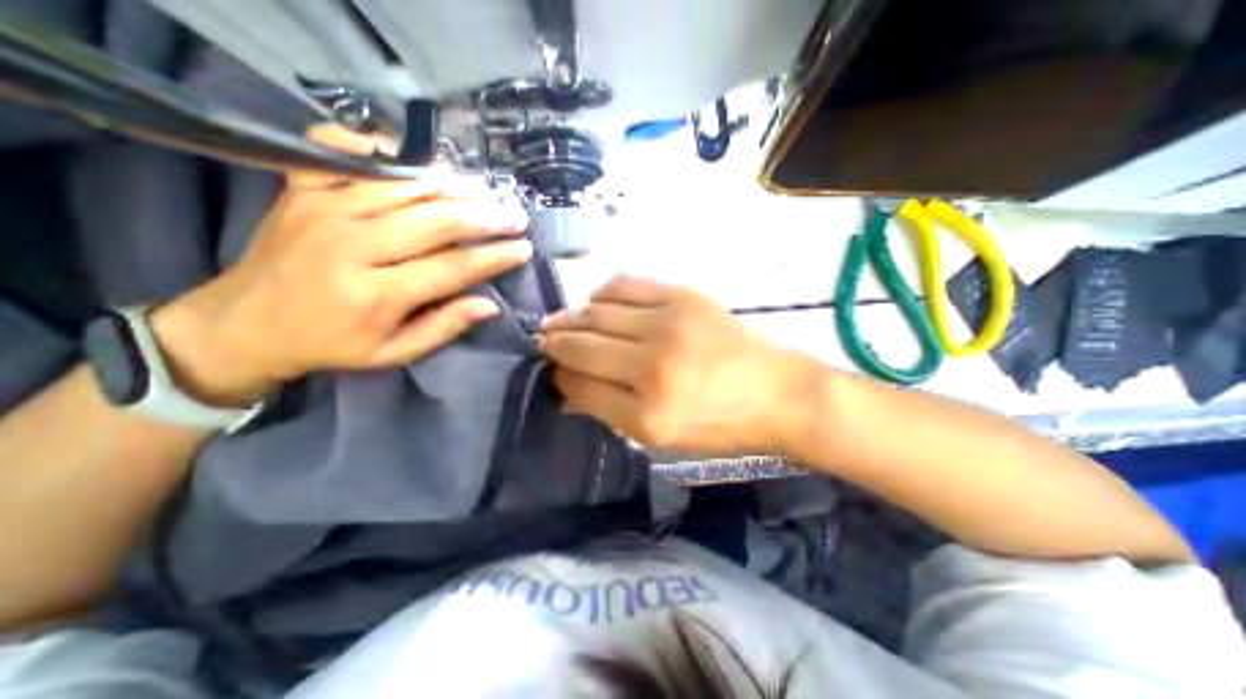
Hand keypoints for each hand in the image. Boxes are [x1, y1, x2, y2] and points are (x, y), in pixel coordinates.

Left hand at [153, 125, 526, 404]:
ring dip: (453, 187)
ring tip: (485, 192)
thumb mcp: (392, 353)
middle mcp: (352, 245)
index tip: (524, 249)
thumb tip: (489, 305)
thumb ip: (442, 328)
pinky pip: (343, 152)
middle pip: (436, 220)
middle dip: (485, 217)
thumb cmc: (330, 344)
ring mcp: (323, 209)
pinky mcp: (301, 190)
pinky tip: (414, 160)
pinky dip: (383, 150)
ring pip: (405, 186)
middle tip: (515, 215)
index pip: (453, 268)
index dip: (495, 257)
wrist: (243, 324)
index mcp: (376, 294)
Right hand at [538, 276, 813, 456]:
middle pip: (582, 345)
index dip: (558, 376)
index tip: (550, 369)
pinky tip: (596, 301)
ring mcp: (669, 324)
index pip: (579, 386)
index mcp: (647, 413)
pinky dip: (602, 292)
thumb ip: (609, 410)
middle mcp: (652, 366)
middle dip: (554, 343)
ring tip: (561, 320)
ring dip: (571, 317)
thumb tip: (567, 386)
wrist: (777, 392)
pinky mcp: (683, 296)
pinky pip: (625, 284)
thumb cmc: (720, 424)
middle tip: (543, 340)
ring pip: (596, 312)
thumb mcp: (662, 437)